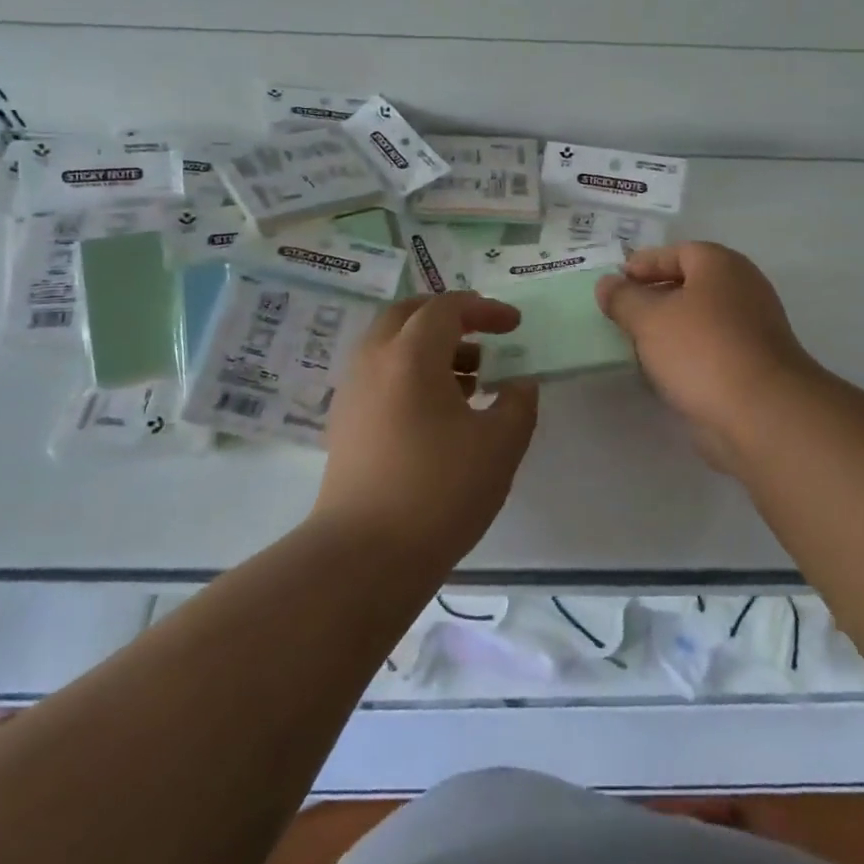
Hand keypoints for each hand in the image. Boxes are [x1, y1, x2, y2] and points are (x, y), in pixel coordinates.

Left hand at [317, 292, 539, 569]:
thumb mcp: (500, 444)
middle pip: (408, 314)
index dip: (485, 309)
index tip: (514, 325)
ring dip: (429, 347)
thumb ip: (518, 403)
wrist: (365, 555)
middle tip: (482, 336)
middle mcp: (374, 360)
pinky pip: (380, 374)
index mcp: (410, 354)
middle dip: (448, 317)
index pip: (447, 308)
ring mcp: (352, 391)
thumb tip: (519, 383)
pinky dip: (410, 373)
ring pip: (391, 345)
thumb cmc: (439, 490)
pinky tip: (439, 412)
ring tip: (469, 380)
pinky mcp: (344, 422)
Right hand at [596, 242, 823, 465]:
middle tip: (623, 311)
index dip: (645, 263)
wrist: (761, 412)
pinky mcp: (754, 365)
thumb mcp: (649, 319)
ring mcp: (753, 328)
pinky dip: (687, 354)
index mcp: (721, 265)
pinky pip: (711, 348)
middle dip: (655, 296)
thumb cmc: (701, 350)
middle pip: (691, 284)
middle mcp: (743, 288)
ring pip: (701, 319)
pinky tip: (663, 371)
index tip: (617, 281)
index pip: (678, 251)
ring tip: (636, 343)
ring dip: (670, 328)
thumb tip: (606, 283)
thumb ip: (623, 298)